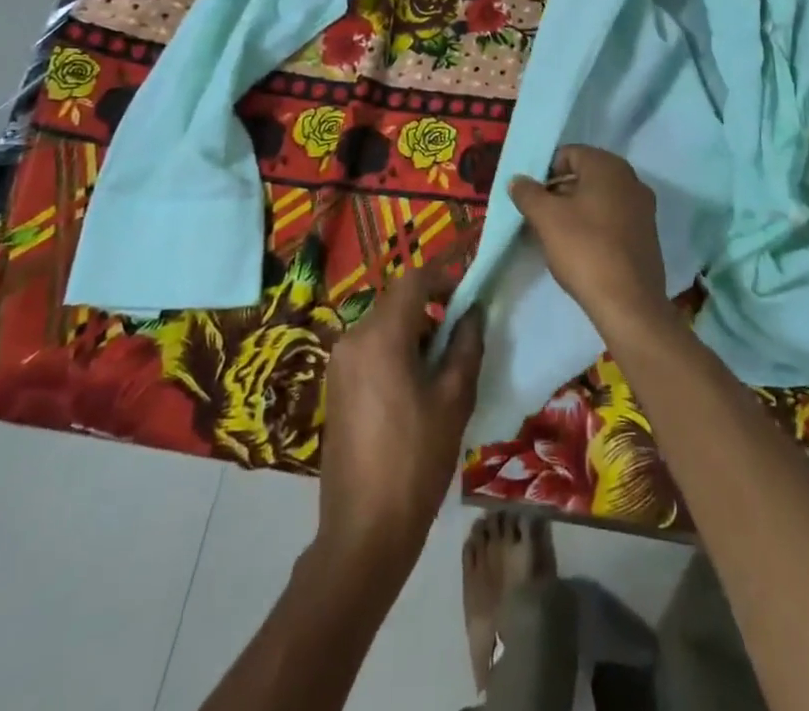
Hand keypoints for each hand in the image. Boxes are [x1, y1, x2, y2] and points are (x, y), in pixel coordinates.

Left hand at [316, 265, 484, 581]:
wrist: (362, 532)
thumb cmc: (415, 460)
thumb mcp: (453, 399)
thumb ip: (466, 345)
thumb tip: (473, 312)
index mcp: (381, 335)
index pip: (415, 280)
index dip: (444, 278)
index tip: (470, 294)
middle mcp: (353, 338)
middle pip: (398, 301)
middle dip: (431, 308)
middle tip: (462, 336)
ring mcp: (339, 363)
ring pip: (384, 325)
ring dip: (414, 331)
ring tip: (443, 366)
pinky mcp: (335, 386)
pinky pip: (370, 349)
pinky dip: (395, 351)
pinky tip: (415, 388)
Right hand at [509, 145, 668, 338]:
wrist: (628, 302)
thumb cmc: (584, 249)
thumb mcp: (546, 218)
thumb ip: (528, 193)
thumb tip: (517, 180)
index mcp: (608, 166)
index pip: (570, 154)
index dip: (546, 171)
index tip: (531, 197)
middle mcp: (631, 179)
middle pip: (586, 175)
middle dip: (559, 191)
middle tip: (539, 216)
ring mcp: (643, 207)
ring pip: (600, 198)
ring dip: (576, 210)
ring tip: (555, 235)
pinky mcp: (647, 234)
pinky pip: (614, 218)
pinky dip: (595, 225)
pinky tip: (580, 249)